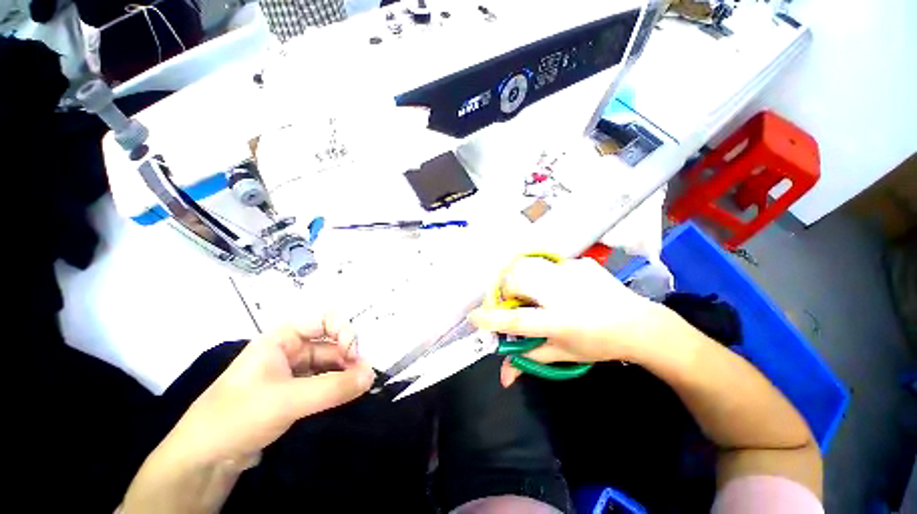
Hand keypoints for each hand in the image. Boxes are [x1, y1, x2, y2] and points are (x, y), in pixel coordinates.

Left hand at [165, 316, 375, 465]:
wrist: (204, 460)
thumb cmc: (238, 416)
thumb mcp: (287, 400)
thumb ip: (333, 387)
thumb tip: (372, 375)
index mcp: (282, 338)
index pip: (324, 319)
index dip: (343, 330)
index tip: (353, 352)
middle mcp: (289, 350)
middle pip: (330, 342)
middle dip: (349, 354)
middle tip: (364, 375)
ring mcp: (292, 372)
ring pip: (328, 363)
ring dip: (345, 372)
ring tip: (361, 386)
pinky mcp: (293, 393)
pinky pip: (322, 382)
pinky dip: (337, 386)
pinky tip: (348, 394)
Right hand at [470, 256, 668, 385]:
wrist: (640, 325)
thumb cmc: (599, 344)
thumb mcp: (563, 354)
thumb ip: (529, 358)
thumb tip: (503, 376)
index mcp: (559, 322)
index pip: (516, 321)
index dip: (491, 319)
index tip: (474, 317)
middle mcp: (563, 294)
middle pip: (518, 280)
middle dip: (507, 289)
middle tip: (514, 300)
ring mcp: (573, 274)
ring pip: (529, 266)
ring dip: (522, 278)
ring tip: (533, 290)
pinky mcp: (580, 263)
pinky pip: (550, 264)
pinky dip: (545, 274)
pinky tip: (560, 285)